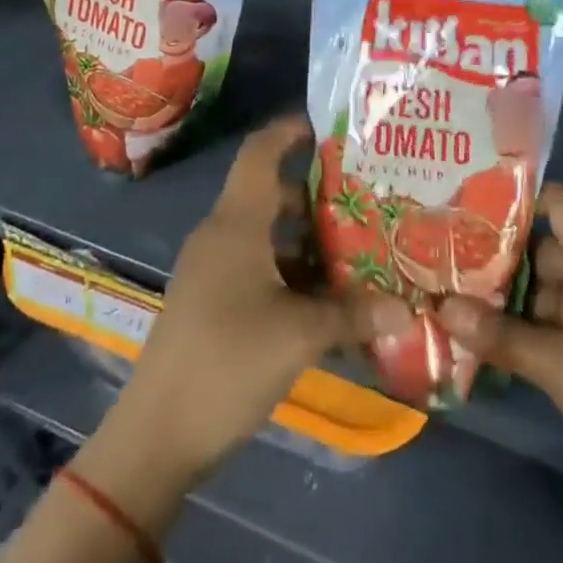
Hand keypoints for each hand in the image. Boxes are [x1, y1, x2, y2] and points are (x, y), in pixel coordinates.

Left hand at [105, 119, 409, 491]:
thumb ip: (352, 315)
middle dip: (317, 194)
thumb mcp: (299, 335)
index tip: (332, 126)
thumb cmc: (228, 362)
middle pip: (271, 193)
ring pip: (266, 233)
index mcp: (237, 222)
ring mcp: (212, 268)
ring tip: (356, 250)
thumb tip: (405, 309)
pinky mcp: (210, 300)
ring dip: (307, 239)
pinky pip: (256, 266)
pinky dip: (289, 271)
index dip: (291, 130)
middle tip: (365, 198)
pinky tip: (325, 300)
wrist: (156, 435)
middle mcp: (222, 233)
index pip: (261, 151)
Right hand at [437, 184, 562, 562]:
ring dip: (496, 293)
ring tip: (440, 286)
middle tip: (436, 247)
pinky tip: (468, 332)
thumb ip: (500, 334)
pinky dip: (510, 327)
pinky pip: (540, 326)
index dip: (520, 195)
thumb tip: (439, 305)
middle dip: (492, 249)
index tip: (466, 199)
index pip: (560, 203)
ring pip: (535, 289)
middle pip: (538, 246)